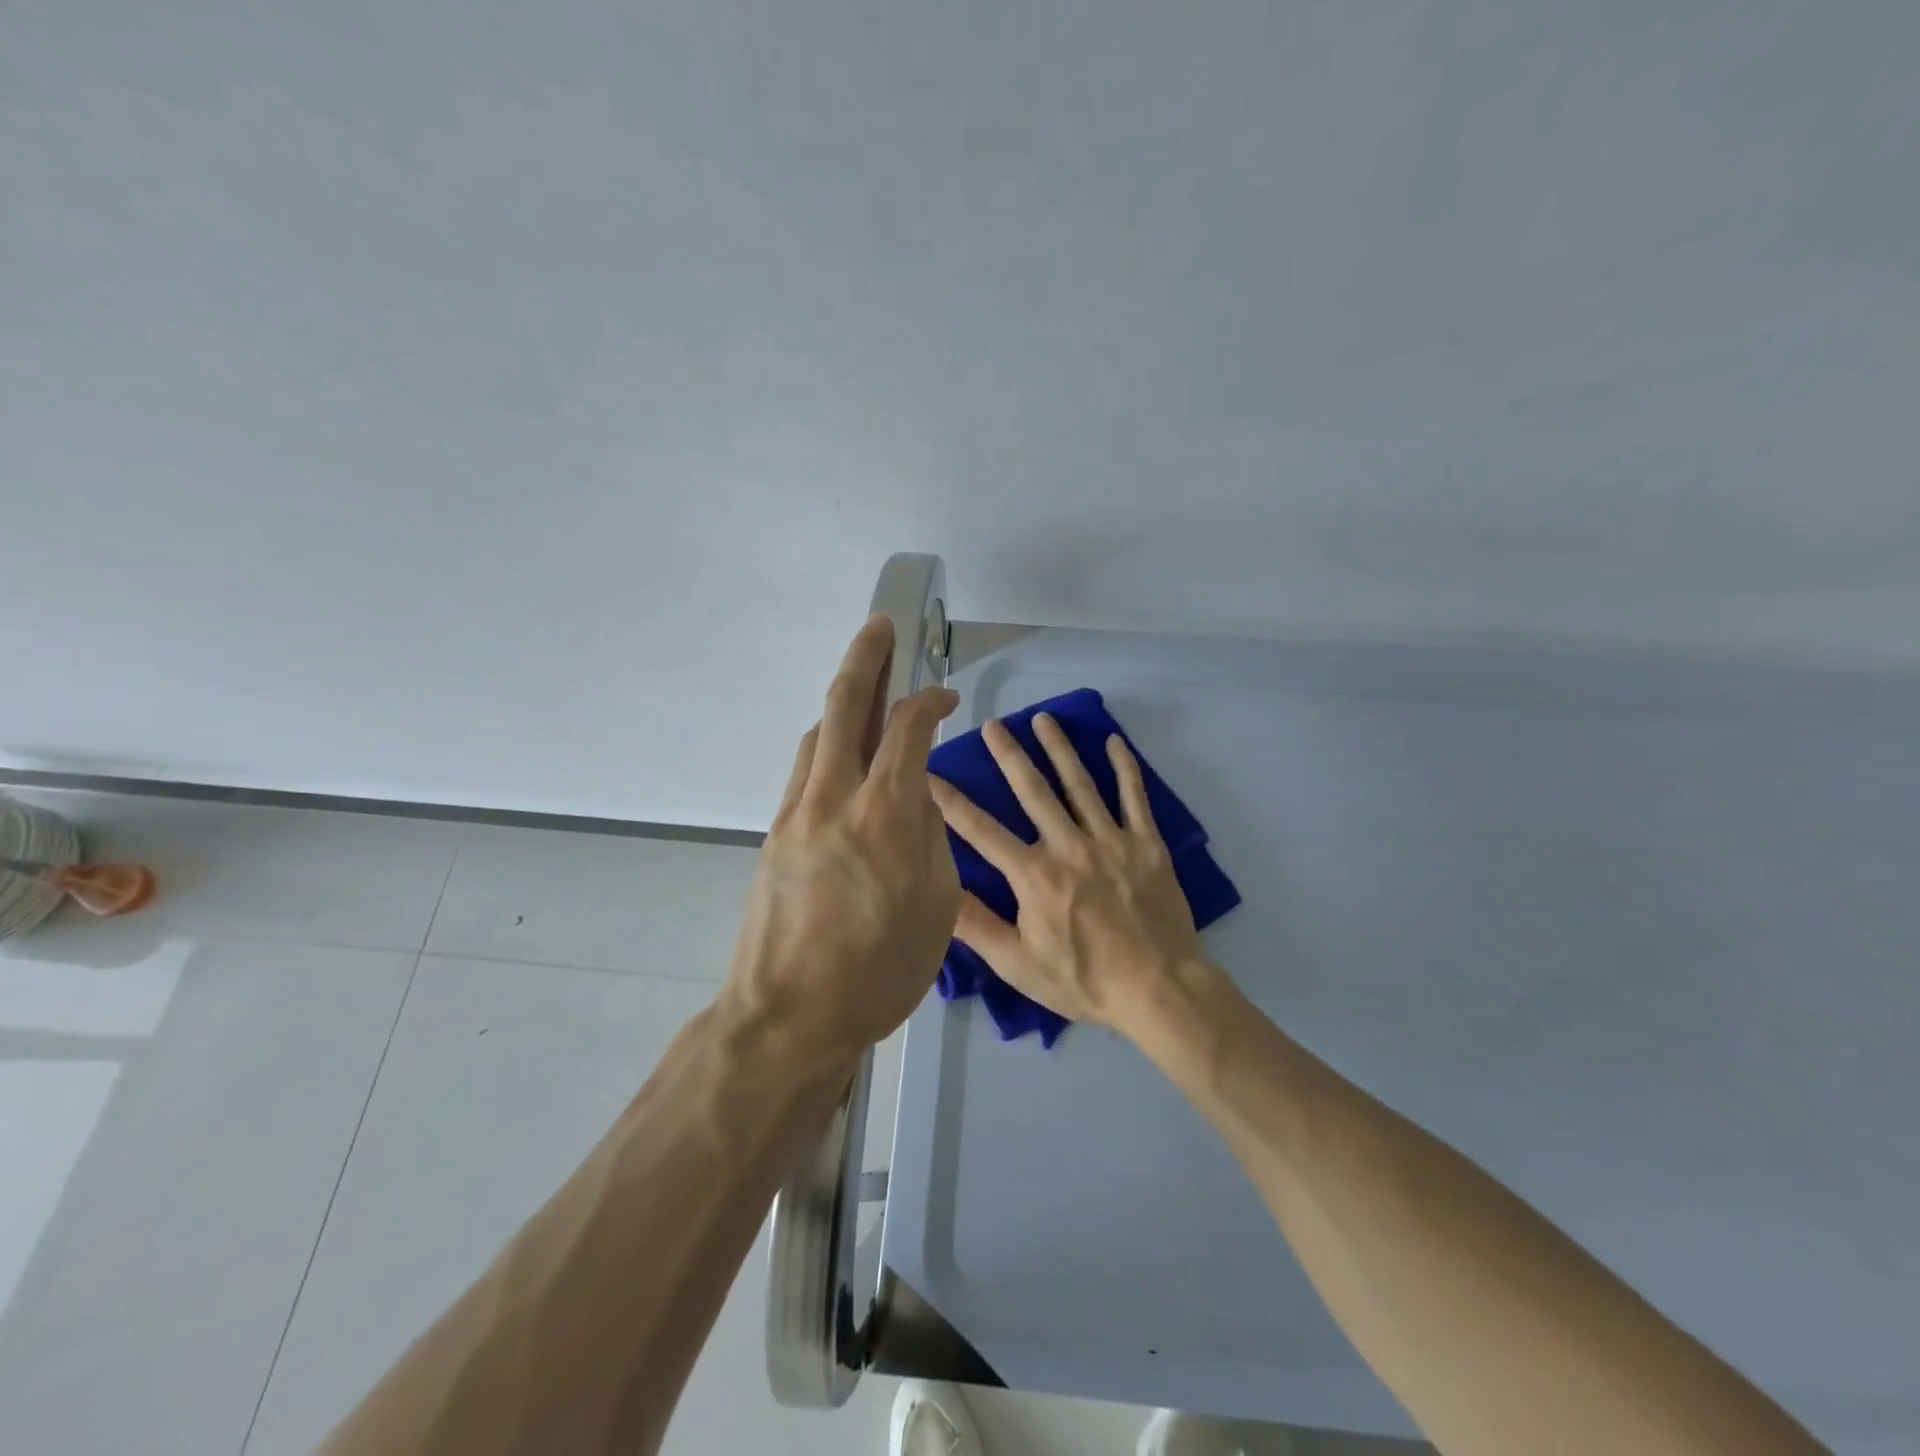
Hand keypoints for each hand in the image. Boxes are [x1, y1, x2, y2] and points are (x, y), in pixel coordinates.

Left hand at [721, 615, 961, 1067]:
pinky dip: (829, 747)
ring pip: (819, 735)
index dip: (930, 701)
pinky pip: (805, 771)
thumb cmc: (878, 972)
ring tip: (866, 693)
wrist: (787, 1017)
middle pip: (846, 705)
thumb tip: (917, 800)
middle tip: (880, 626)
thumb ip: (930, 839)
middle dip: (866, 657)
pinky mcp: (775, 834)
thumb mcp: (936, 907)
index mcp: (883, 813)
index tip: (947, 697)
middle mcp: (834, 797)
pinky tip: (843, 759)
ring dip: (843, 705)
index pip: (908, 729)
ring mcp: (796, 812)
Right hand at [929, 714, 1201, 1032]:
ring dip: (1059, 748)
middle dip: (1009, 755)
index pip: (981, 831)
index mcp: (1033, 875)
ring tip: (1043, 719)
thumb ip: (977, 926)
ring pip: (1080, 784)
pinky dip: (1125, 768)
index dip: (952, 802)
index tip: (930, 774)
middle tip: (992, 724)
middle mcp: (1068, 846)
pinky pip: (1134, 797)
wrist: (1158, 989)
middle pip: (1032, 791)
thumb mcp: (1018, 964)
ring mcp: (1110, 840)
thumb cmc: (1083, 981)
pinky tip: (1114, 742)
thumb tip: (939, 891)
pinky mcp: (1146, 844)